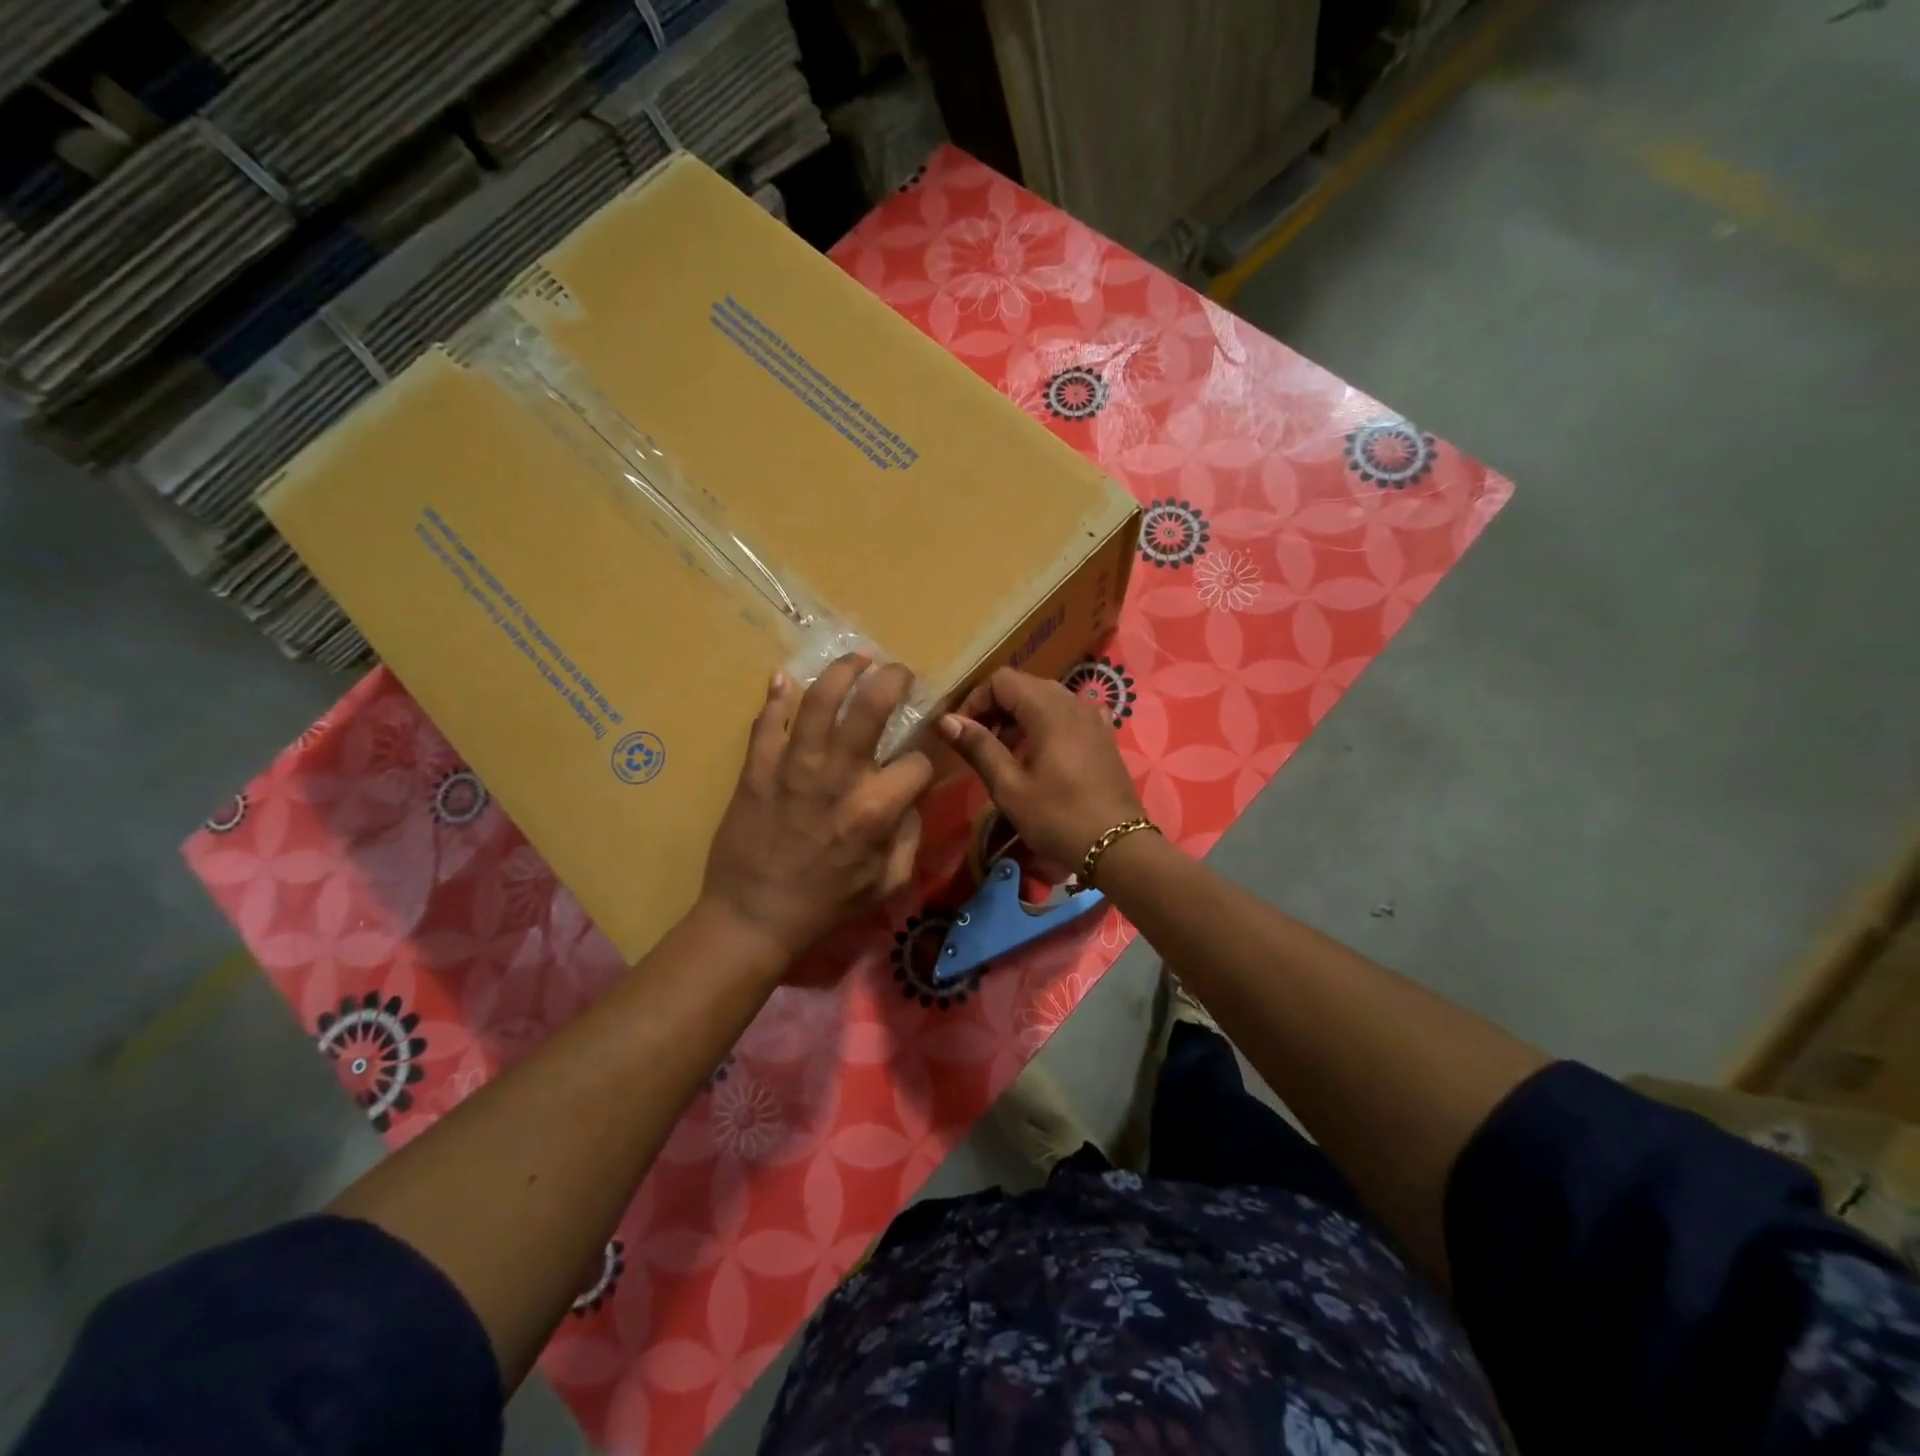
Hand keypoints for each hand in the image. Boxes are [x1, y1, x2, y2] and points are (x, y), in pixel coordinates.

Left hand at [701, 654, 933, 964]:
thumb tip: (911, 795)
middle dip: (894, 679)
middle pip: (872, 706)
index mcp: (875, 809)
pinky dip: (777, 695)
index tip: (919, 762)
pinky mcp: (756, 767)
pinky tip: (786, 679)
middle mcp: (838, 776)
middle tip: (899, 672)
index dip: (927, 760)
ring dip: (843, 670)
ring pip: (820, 699)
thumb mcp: (888, 882)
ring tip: (857, 659)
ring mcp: (793, 767)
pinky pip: (768, 720)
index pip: (918, 762)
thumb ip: (910, 834)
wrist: (753, 915)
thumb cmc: (826, 904)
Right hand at [937, 667, 1144, 873]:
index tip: (962, 733)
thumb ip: (979, 747)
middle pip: (1024, 686)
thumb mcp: (1009, 787)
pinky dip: (1046, 725)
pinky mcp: (1104, 735)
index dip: (975, 700)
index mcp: (1048, 709)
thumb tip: (947, 720)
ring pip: (1046, 700)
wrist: (1117, 847)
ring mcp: (1093, 717)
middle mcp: (1073, 702)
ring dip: (1019, 717)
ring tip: (1005, 754)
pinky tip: (1041, 753)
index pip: (1001, 680)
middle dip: (995, 708)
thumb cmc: (1058, 817)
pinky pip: (1067, 716)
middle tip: (978, 744)